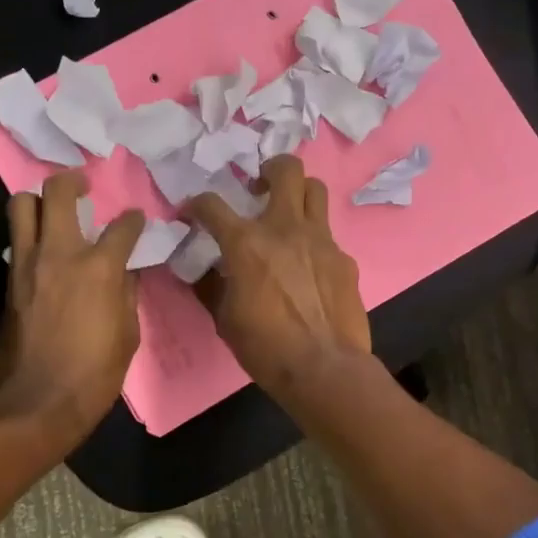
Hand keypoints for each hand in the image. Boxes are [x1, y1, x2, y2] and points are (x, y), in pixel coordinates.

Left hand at [0, 171, 144, 445]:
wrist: (39, 401)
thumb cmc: (96, 372)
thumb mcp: (128, 332)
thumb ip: (127, 293)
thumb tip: (125, 271)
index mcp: (99, 267)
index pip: (122, 227)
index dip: (133, 220)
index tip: (136, 220)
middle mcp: (60, 254)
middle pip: (56, 194)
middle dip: (71, 181)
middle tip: (82, 185)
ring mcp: (27, 265)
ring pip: (21, 207)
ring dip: (38, 201)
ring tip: (52, 208)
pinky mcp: (8, 282)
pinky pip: (16, 243)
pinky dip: (30, 236)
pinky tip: (43, 251)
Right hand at [182, 155, 371, 393]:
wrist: (324, 368)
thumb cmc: (266, 347)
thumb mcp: (224, 318)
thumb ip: (211, 285)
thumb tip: (203, 270)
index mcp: (247, 243)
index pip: (212, 205)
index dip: (197, 205)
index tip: (192, 213)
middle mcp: (285, 228)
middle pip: (286, 169)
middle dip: (269, 169)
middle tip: (259, 187)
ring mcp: (321, 240)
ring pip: (315, 190)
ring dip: (298, 193)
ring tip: (287, 213)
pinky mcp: (344, 258)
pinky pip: (327, 235)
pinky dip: (313, 241)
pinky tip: (309, 266)